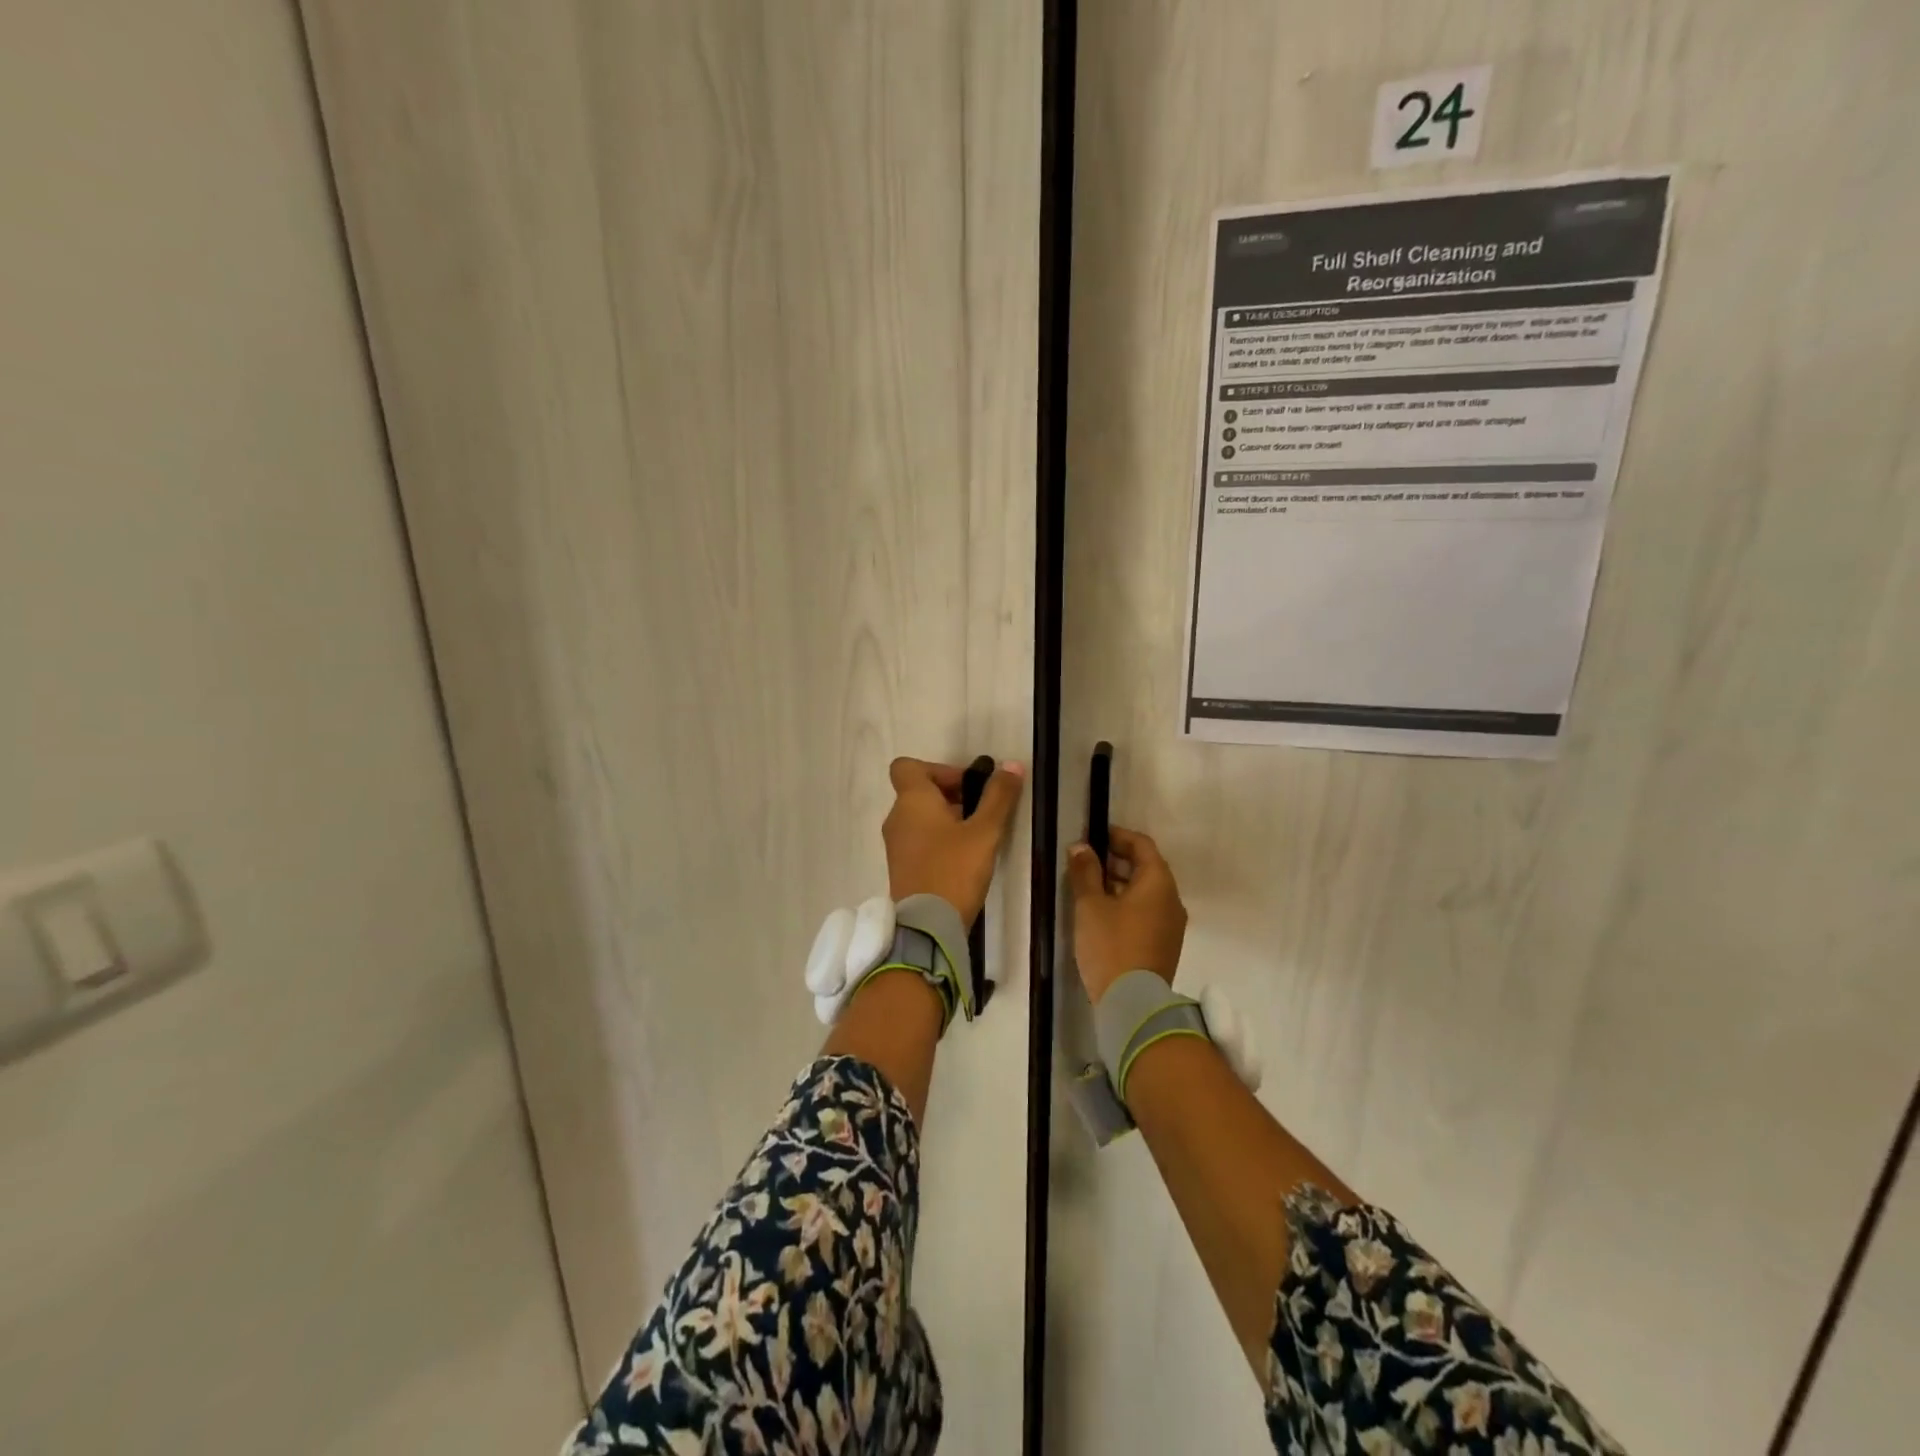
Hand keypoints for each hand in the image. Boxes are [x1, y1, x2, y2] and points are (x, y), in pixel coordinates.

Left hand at [882, 757, 1024, 925]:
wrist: (927, 926)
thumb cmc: (954, 870)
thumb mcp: (984, 832)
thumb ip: (998, 797)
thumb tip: (1011, 765)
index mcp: (911, 801)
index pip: (907, 766)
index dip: (938, 769)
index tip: (966, 785)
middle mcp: (897, 818)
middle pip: (918, 791)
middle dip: (951, 795)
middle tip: (982, 811)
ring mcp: (896, 844)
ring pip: (919, 817)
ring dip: (946, 818)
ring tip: (978, 836)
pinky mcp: (901, 867)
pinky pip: (918, 840)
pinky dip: (938, 839)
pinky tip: (963, 858)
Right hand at [1066, 825, 1186, 1003]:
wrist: (1133, 1004)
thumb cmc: (1111, 946)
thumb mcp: (1090, 906)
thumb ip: (1085, 872)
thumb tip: (1081, 847)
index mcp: (1158, 882)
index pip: (1142, 845)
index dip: (1118, 836)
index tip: (1094, 835)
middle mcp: (1172, 899)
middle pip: (1147, 868)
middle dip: (1117, 860)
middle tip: (1088, 860)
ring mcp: (1171, 924)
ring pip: (1147, 892)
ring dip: (1121, 883)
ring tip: (1090, 886)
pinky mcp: (1165, 945)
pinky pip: (1148, 912)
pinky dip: (1128, 903)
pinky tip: (1104, 913)